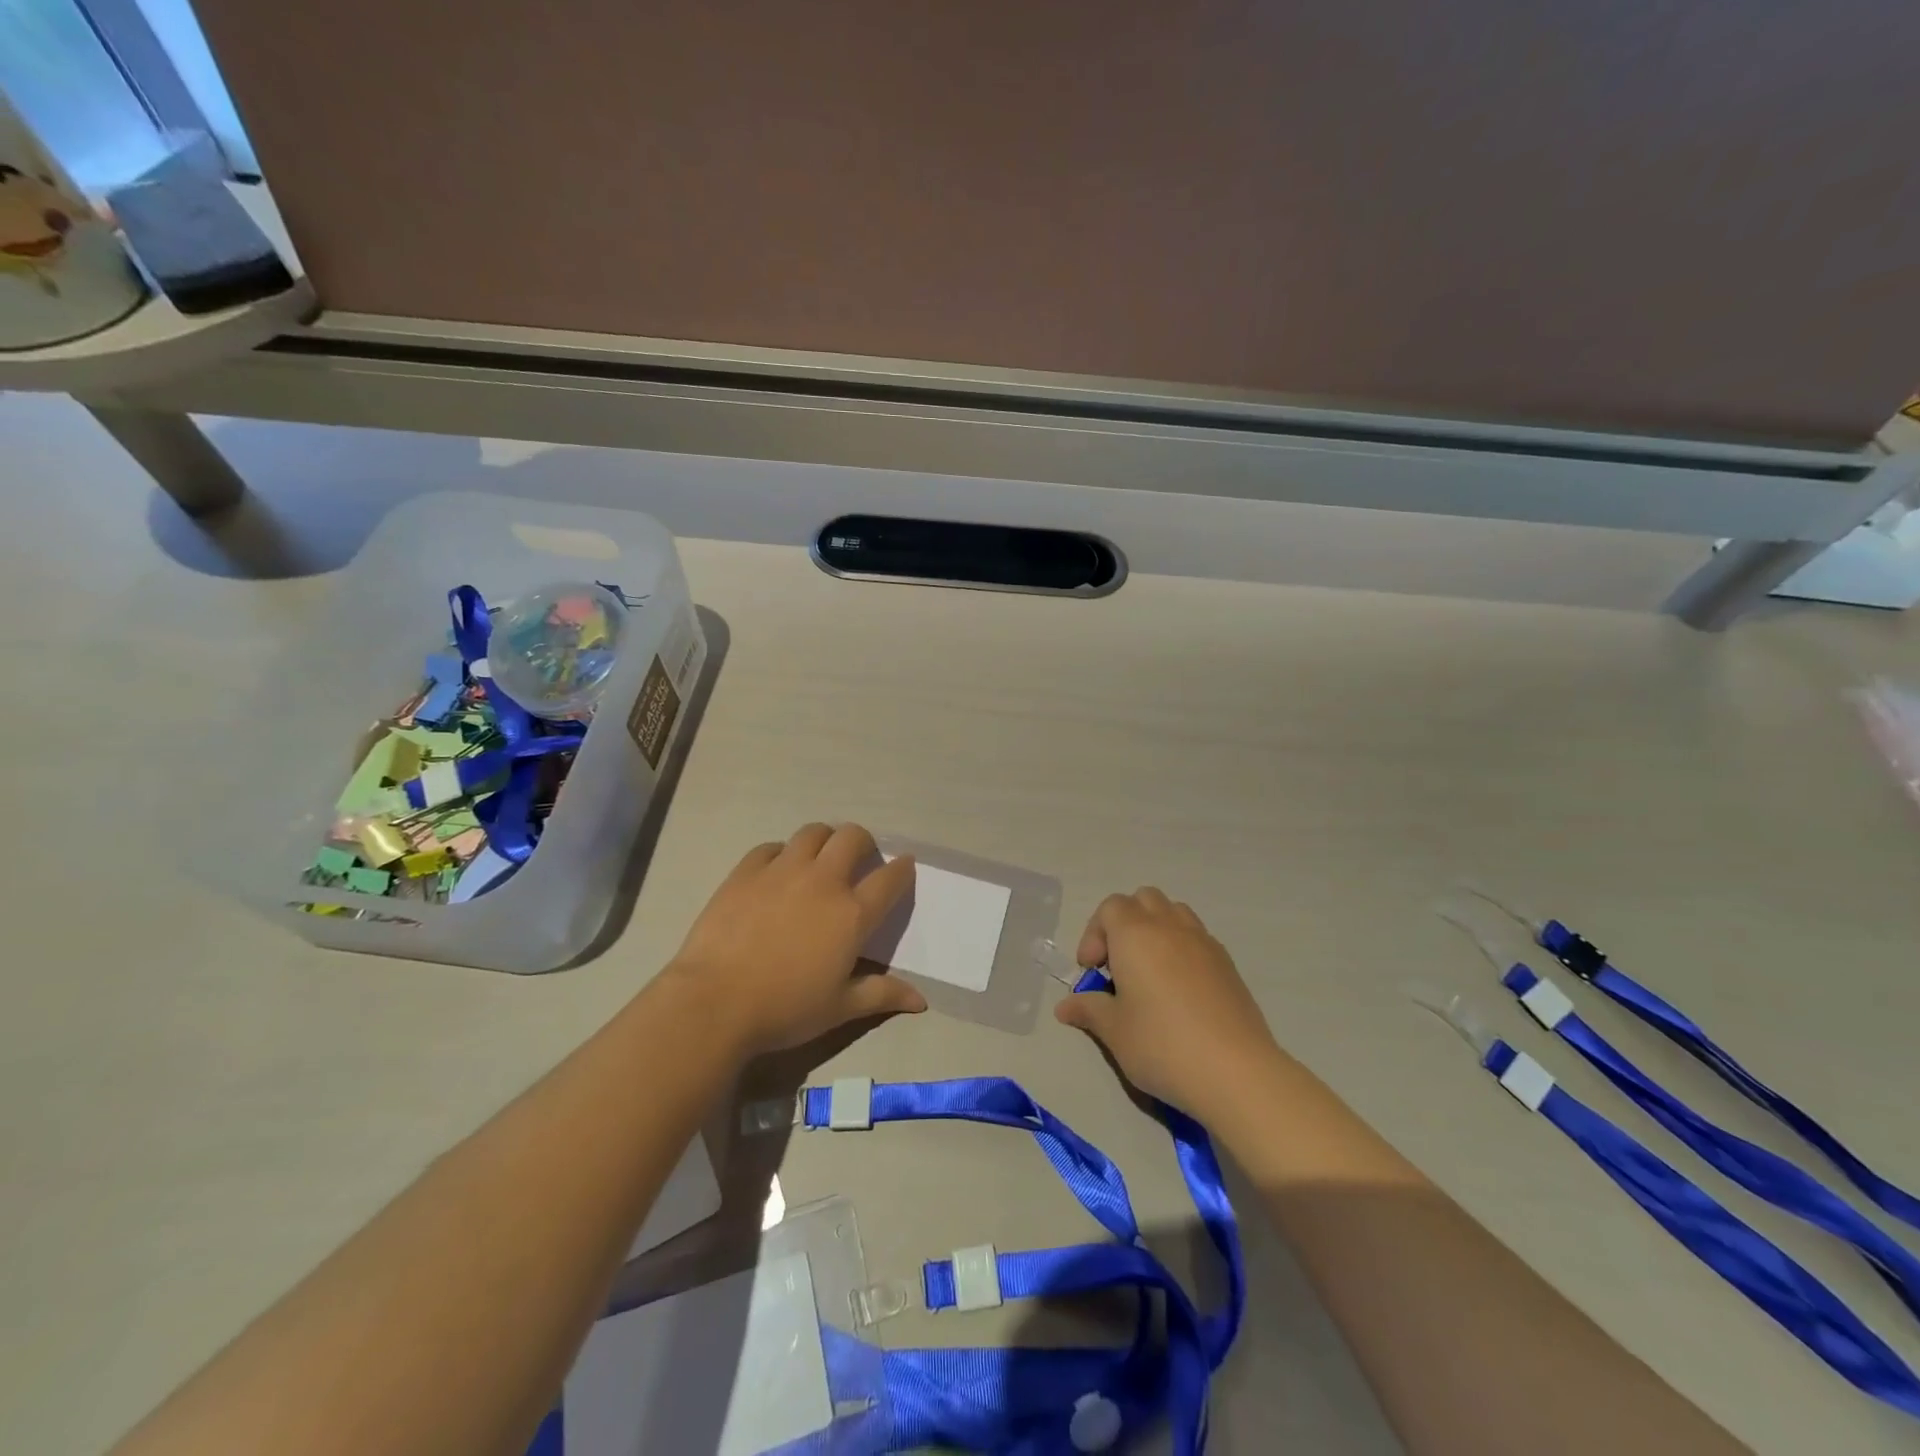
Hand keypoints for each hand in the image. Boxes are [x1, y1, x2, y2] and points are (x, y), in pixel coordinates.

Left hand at [666, 823, 926, 1057]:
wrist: (714, 1003)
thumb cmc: (785, 1009)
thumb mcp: (840, 1009)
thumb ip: (882, 995)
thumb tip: (921, 1001)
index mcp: (852, 914)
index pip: (890, 878)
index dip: (902, 868)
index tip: (904, 866)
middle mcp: (822, 881)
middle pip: (852, 837)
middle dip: (863, 842)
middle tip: (859, 859)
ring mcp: (782, 871)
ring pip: (813, 832)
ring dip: (824, 840)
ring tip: (819, 858)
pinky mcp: (746, 871)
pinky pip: (771, 847)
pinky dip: (781, 853)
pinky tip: (776, 872)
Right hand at [1054, 888, 1281, 1118]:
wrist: (1236, 1071)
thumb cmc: (1162, 1045)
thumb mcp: (1114, 1031)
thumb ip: (1088, 1010)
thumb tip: (1065, 1006)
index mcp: (1135, 934)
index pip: (1110, 907)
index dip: (1094, 934)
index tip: (1092, 971)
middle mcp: (1169, 926)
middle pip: (1142, 900)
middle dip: (1124, 923)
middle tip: (1117, 965)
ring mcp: (1203, 941)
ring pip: (1173, 912)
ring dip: (1155, 929)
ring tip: (1149, 972)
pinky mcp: (1227, 963)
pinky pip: (1196, 937)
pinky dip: (1180, 948)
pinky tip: (1179, 990)